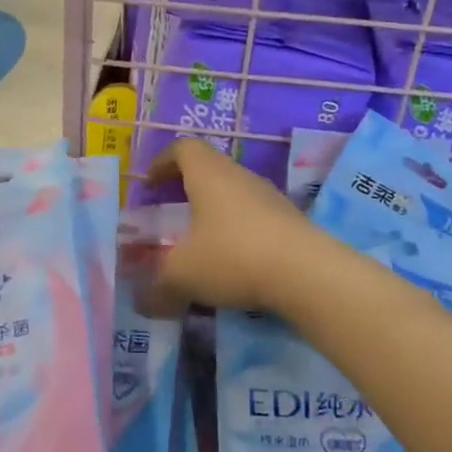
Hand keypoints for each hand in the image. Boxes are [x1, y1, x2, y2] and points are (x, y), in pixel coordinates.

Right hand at [139, 139, 312, 316]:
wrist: (308, 273)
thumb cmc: (233, 256)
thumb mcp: (182, 276)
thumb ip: (157, 289)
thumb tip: (143, 303)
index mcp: (209, 174)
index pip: (183, 148)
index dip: (162, 161)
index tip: (149, 183)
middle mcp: (240, 177)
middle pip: (210, 170)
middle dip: (187, 189)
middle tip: (170, 213)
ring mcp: (270, 198)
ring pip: (235, 195)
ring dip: (215, 213)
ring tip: (200, 243)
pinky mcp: (291, 222)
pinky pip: (255, 219)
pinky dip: (238, 233)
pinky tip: (233, 264)